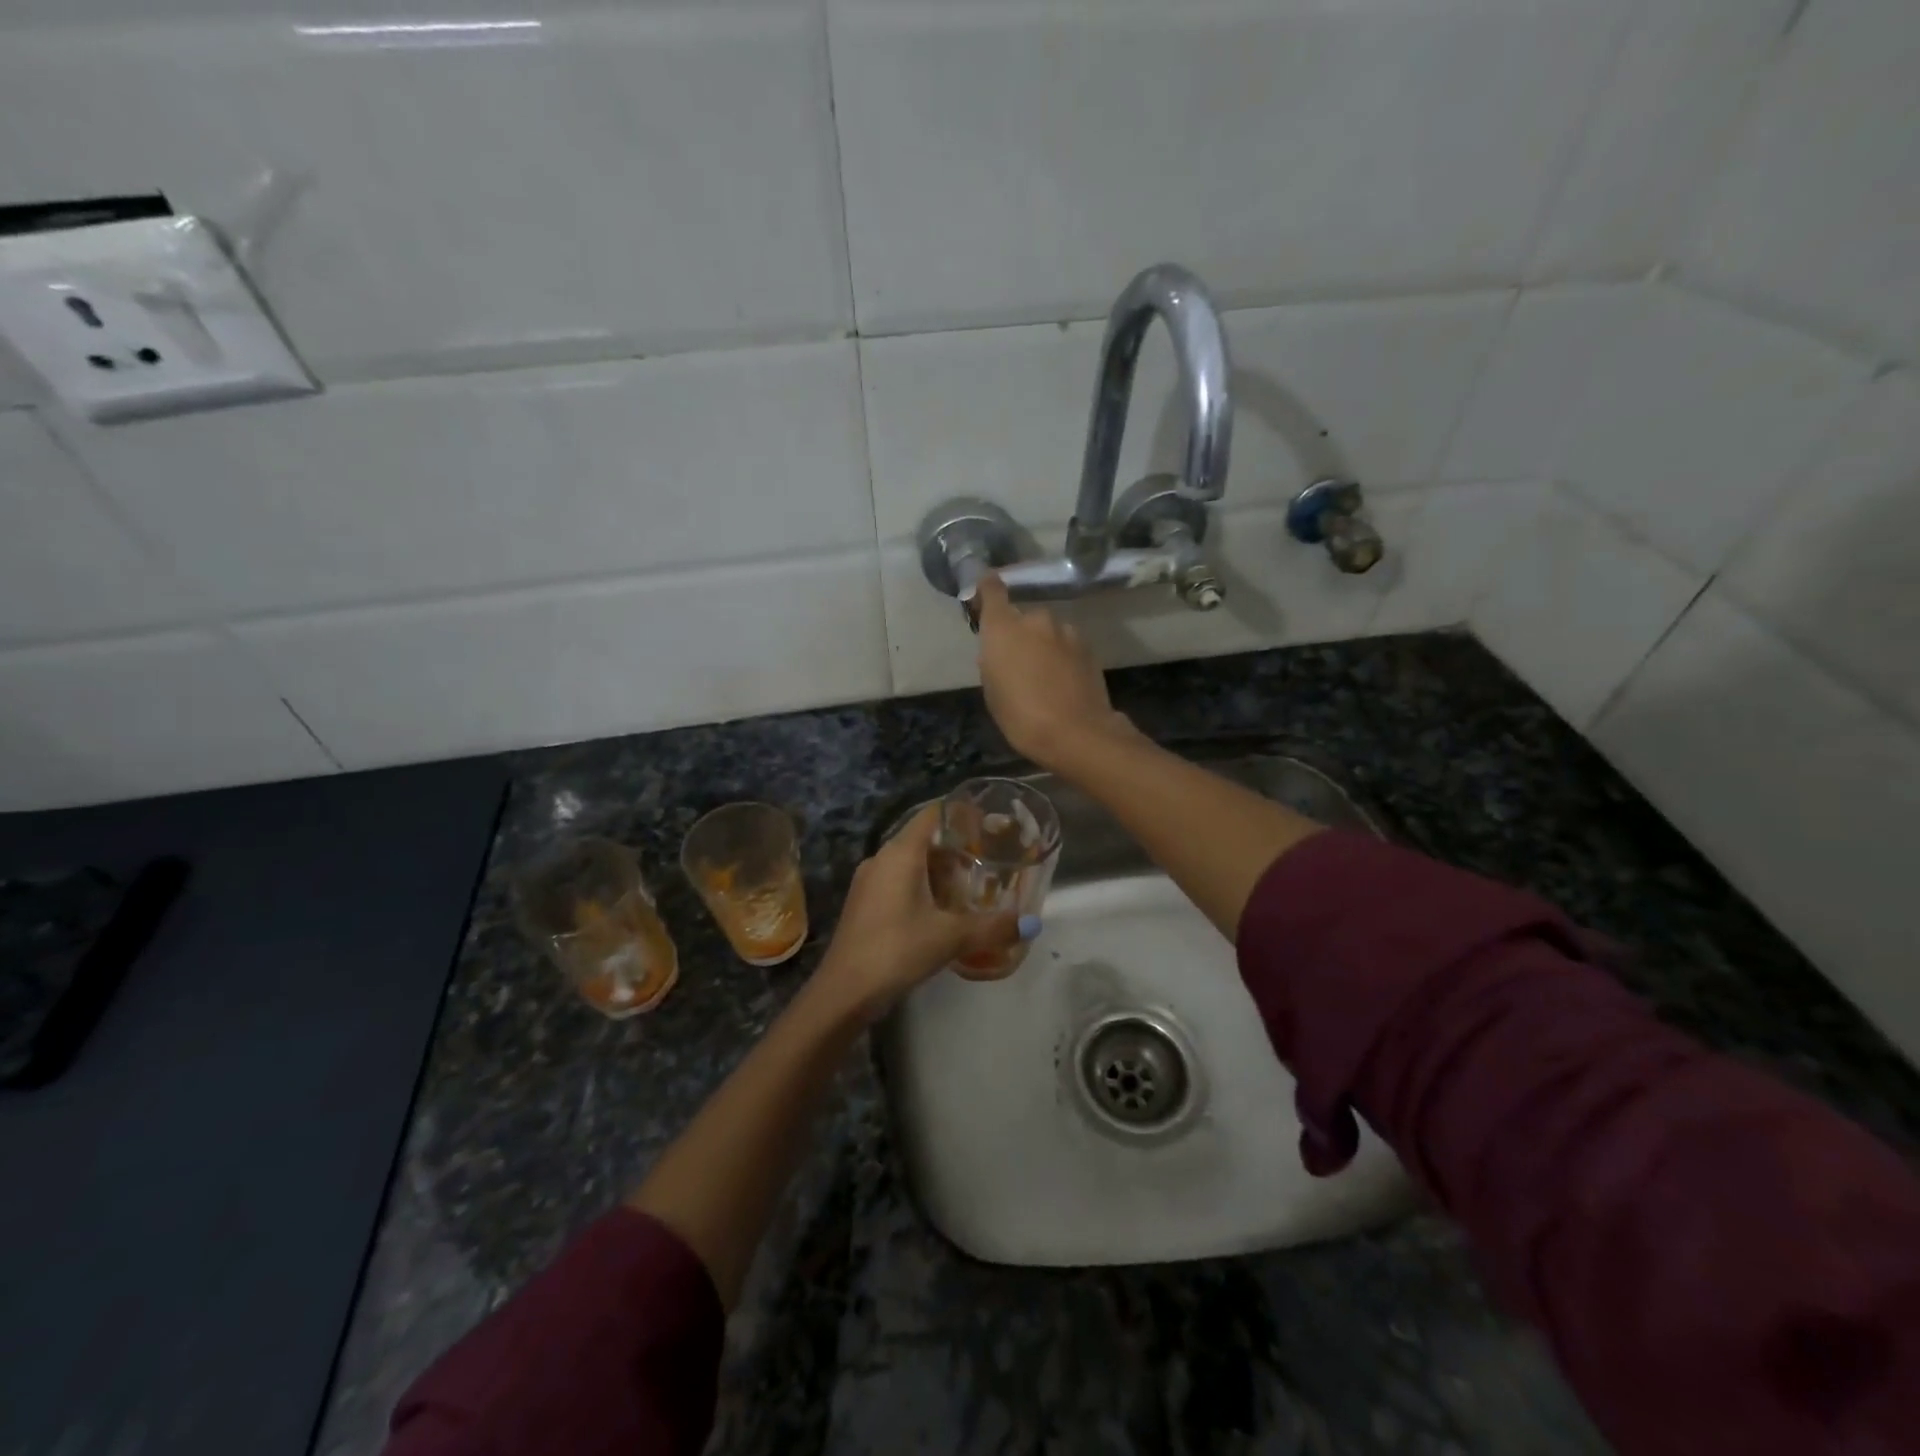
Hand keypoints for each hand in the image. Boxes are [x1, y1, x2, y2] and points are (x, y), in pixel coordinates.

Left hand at [814, 806, 1023, 1020]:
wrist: (845, 991)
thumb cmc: (897, 949)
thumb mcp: (950, 937)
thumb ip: (992, 927)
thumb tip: (1030, 924)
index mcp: (901, 853)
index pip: (933, 814)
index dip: (962, 814)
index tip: (990, 824)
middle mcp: (881, 858)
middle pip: (924, 839)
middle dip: (956, 848)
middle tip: (989, 861)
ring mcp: (869, 882)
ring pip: (910, 863)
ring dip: (939, 872)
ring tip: (971, 888)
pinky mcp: (864, 904)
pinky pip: (898, 882)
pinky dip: (922, 888)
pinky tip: (942, 912)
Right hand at [973, 573, 1136, 769]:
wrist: (1076, 733)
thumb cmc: (1021, 716)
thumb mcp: (993, 692)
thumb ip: (993, 662)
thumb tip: (1000, 653)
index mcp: (1003, 628)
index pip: (993, 590)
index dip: (988, 587)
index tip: (985, 588)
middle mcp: (1035, 620)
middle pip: (1023, 619)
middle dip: (1019, 634)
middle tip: (1017, 664)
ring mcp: (1066, 632)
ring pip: (1048, 633)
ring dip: (1044, 646)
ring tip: (1044, 678)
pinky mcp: (1088, 647)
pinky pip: (1067, 646)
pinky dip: (1063, 657)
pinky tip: (1063, 683)